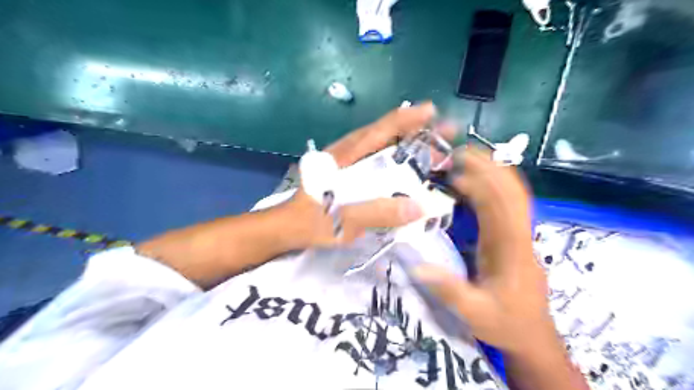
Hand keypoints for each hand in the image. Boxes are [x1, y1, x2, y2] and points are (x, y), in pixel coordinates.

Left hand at [286, 100, 441, 246]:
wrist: (287, 229)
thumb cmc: (311, 222)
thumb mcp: (343, 219)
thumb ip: (378, 213)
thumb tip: (420, 208)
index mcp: (344, 157)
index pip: (379, 130)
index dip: (406, 119)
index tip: (432, 112)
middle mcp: (348, 154)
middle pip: (384, 135)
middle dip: (415, 133)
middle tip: (444, 137)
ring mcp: (348, 164)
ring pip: (382, 148)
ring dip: (409, 148)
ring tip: (434, 153)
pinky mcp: (349, 177)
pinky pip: (378, 164)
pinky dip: (397, 163)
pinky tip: (409, 172)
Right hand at [417, 148, 553, 354]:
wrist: (533, 336)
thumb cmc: (506, 323)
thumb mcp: (475, 313)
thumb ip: (450, 290)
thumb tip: (417, 266)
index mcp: (511, 249)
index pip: (501, 205)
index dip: (481, 181)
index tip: (456, 167)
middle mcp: (519, 235)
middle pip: (512, 190)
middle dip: (489, 165)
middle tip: (459, 150)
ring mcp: (520, 234)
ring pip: (513, 193)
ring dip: (492, 171)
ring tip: (463, 159)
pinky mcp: (514, 237)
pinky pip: (506, 204)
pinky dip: (491, 187)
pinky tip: (470, 184)